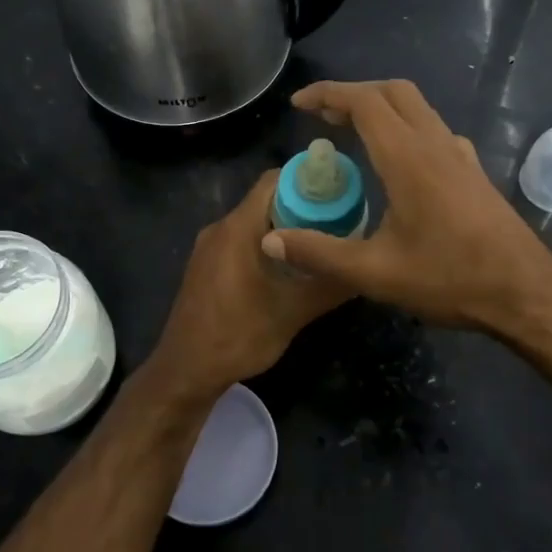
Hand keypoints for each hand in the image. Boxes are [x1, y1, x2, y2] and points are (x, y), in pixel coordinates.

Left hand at [143, 170, 353, 402]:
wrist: (186, 371)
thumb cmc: (238, 337)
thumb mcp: (292, 313)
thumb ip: (329, 285)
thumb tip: (365, 268)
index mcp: (238, 228)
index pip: (275, 180)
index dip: (309, 181)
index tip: (341, 193)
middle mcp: (220, 228)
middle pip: (267, 199)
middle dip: (304, 206)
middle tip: (340, 223)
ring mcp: (209, 247)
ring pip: (254, 222)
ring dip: (286, 228)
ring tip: (321, 245)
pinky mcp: (206, 265)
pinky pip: (241, 240)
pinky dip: (267, 244)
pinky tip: (289, 269)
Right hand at [260, 80, 551, 331]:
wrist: (525, 293)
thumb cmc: (449, 279)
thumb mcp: (375, 273)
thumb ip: (320, 253)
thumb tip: (270, 239)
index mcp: (408, 158)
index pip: (364, 102)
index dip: (328, 94)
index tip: (299, 104)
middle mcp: (436, 145)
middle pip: (393, 92)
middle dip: (354, 93)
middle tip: (322, 115)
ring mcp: (460, 156)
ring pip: (418, 108)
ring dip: (382, 107)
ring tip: (352, 131)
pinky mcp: (474, 172)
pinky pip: (434, 130)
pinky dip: (406, 127)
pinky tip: (398, 161)